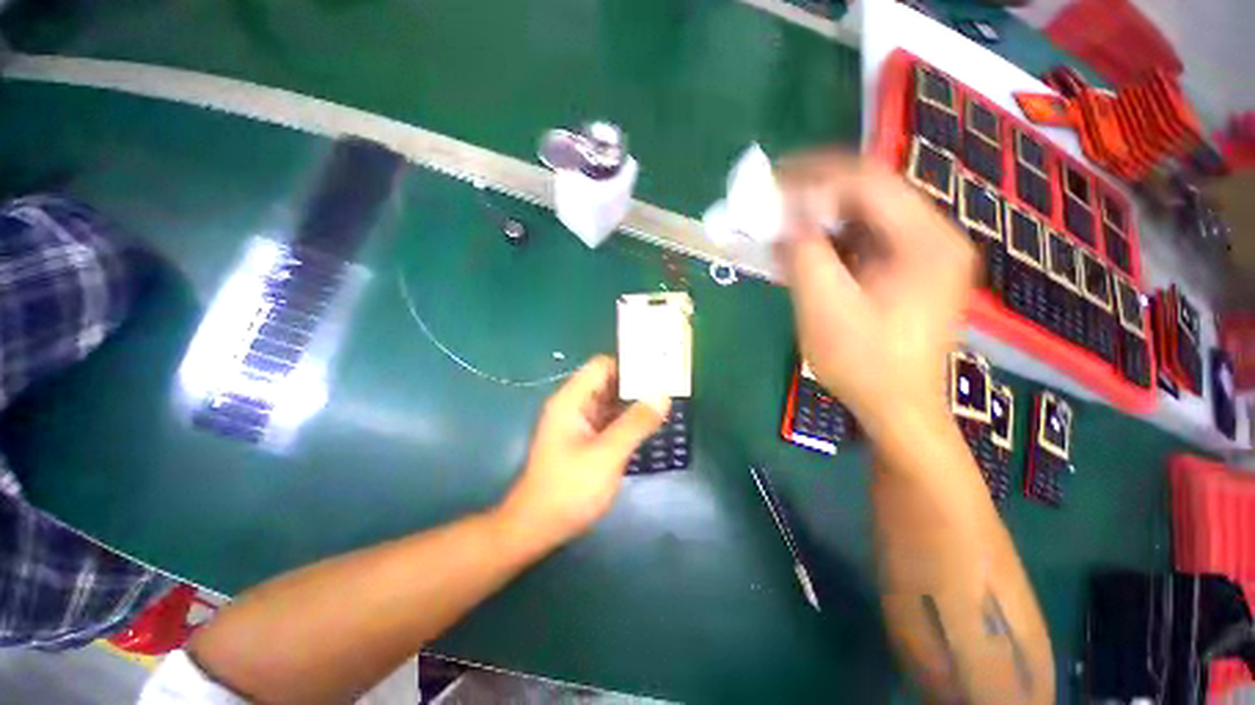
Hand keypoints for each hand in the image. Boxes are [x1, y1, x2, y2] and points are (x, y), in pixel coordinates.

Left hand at [497, 356, 668, 548]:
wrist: (537, 528)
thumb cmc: (568, 489)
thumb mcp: (607, 455)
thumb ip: (635, 423)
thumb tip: (662, 395)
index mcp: (572, 400)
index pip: (602, 366)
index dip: (629, 364)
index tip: (659, 371)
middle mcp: (575, 406)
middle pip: (608, 382)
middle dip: (637, 384)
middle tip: (670, 387)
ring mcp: (580, 423)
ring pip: (611, 402)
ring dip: (635, 402)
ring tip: (666, 402)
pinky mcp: (586, 440)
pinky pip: (611, 420)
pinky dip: (629, 419)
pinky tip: (650, 425)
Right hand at [775, 151, 975, 436]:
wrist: (896, 407)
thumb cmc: (863, 363)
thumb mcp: (824, 307)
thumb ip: (804, 253)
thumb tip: (784, 214)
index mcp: (926, 242)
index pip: (868, 182)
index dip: (815, 176)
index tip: (771, 182)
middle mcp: (933, 237)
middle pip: (868, 194)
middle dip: (815, 194)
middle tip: (771, 200)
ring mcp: (922, 254)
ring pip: (864, 216)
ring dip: (819, 218)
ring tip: (780, 225)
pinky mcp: (906, 270)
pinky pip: (864, 240)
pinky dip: (830, 240)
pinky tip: (802, 250)